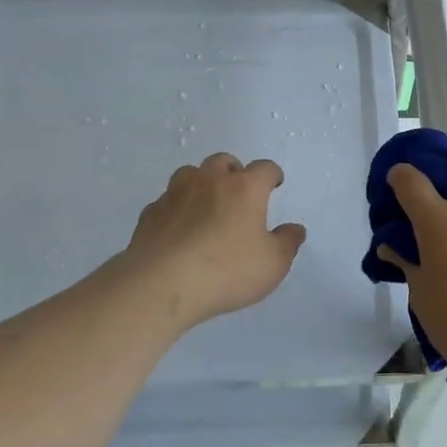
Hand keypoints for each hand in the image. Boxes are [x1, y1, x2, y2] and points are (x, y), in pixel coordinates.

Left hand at [117, 153, 306, 328]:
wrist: (162, 284)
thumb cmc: (226, 271)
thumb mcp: (272, 264)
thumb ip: (287, 243)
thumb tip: (295, 229)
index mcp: (245, 189)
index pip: (264, 168)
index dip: (272, 174)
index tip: (275, 184)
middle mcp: (210, 181)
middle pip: (224, 162)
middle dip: (235, 172)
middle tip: (239, 194)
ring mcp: (176, 193)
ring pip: (191, 174)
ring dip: (202, 183)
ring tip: (207, 206)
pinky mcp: (151, 212)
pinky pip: (168, 200)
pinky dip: (177, 207)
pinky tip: (179, 228)